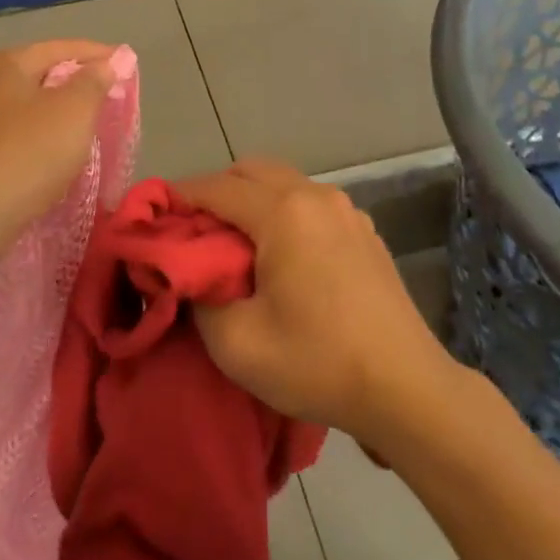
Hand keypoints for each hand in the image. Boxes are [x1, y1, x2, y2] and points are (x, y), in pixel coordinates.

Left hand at [0, 40, 120, 261]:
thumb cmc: (24, 154)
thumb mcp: (72, 112)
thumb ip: (94, 82)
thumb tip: (106, 62)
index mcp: (4, 64)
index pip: (61, 48)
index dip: (97, 54)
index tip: (128, 65)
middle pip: (41, 76)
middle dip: (77, 85)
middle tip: (112, 98)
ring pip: (28, 110)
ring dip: (59, 116)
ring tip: (90, 129)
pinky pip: (17, 139)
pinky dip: (41, 142)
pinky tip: (55, 158)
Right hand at [176, 160, 453, 445]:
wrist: (406, 388)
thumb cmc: (317, 362)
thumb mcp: (236, 343)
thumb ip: (198, 297)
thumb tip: (186, 273)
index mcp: (283, 212)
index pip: (214, 188)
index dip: (178, 198)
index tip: (153, 217)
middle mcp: (316, 195)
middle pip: (250, 171)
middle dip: (215, 193)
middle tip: (193, 233)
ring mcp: (346, 210)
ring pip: (282, 183)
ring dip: (251, 201)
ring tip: (234, 246)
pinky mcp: (364, 231)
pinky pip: (310, 204)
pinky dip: (283, 213)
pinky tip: (281, 257)